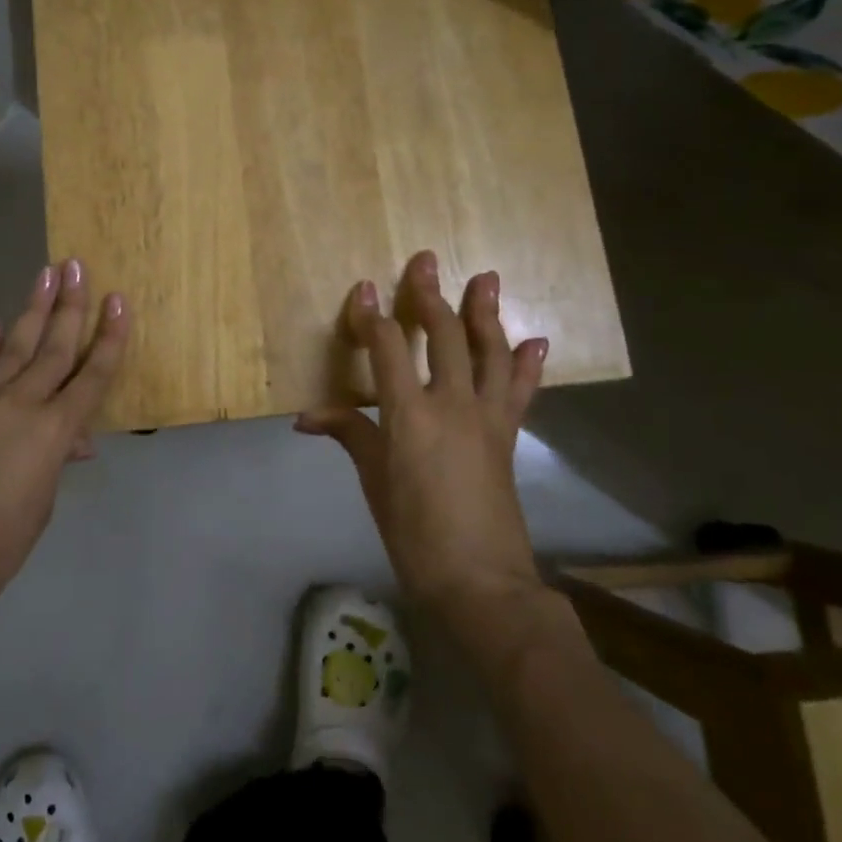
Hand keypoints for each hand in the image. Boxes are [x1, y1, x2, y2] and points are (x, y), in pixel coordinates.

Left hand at [0, 259, 127, 665]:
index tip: (118, 300)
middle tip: (77, 266)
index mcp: (53, 431)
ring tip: (45, 274)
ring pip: (14, 346)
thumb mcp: (41, 504)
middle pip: (53, 347)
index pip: (92, 376)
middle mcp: (20, 404)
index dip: (110, 338)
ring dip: (32, 309)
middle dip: (70, 305)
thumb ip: (56, 461)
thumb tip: (72, 441)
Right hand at [297, 250, 547, 635]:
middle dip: (430, 296)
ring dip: (486, 313)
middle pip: (443, 336)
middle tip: (425, 260)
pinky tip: (534, 339)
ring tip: (486, 279)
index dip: (372, 316)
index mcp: (410, 414)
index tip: (365, 288)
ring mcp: (487, 417)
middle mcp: (452, 403)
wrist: (480, 581)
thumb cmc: (414, 533)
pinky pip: (519, 390)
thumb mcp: (374, 481)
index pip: (387, 348)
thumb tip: (307, 417)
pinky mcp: (508, 434)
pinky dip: (527, 363)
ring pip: (489, 352)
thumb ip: (348, 434)